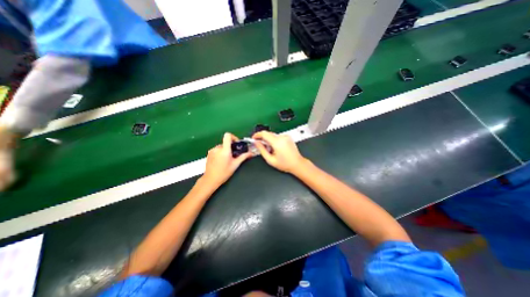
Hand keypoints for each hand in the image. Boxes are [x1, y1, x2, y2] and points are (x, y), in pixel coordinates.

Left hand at [203, 133, 251, 188]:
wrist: (210, 180)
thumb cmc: (224, 173)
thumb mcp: (235, 165)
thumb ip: (243, 157)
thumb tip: (250, 153)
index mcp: (224, 150)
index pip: (227, 135)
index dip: (233, 137)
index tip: (236, 143)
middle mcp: (217, 148)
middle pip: (225, 142)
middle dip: (230, 147)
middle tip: (233, 155)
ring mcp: (212, 150)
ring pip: (221, 146)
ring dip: (225, 150)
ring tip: (227, 159)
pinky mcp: (209, 153)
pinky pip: (217, 150)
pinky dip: (220, 153)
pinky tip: (221, 161)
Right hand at [252, 130, 306, 173]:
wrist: (297, 164)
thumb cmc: (286, 164)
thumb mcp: (270, 159)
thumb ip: (262, 150)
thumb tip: (256, 143)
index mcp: (277, 142)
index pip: (264, 133)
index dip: (257, 135)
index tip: (253, 138)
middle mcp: (282, 137)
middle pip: (268, 133)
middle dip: (262, 138)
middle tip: (260, 145)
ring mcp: (286, 136)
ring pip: (273, 135)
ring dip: (269, 140)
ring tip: (270, 149)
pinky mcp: (288, 137)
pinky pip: (278, 136)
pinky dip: (274, 140)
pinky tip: (276, 148)